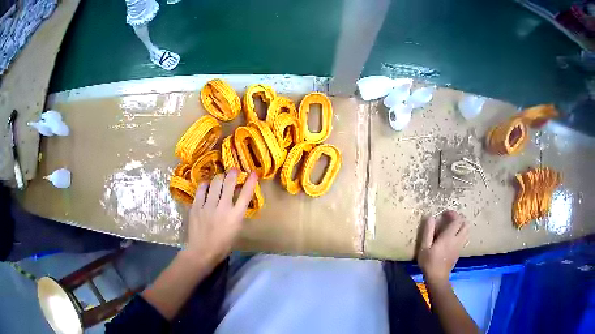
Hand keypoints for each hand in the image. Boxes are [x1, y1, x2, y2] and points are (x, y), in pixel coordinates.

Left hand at [184, 169, 257, 266]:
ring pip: (215, 183)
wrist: (202, 251)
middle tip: (234, 170)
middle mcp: (223, 207)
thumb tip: (237, 201)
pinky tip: (207, 185)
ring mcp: (208, 205)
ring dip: (219, 178)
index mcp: (235, 216)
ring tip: (220, 177)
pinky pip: (201, 190)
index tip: (253, 173)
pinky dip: (205, 185)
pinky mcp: (196, 206)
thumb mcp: (236, 230)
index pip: (246, 195)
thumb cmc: (222, 245)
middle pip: (229, 184)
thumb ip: (237, 214)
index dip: (250, 182)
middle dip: (233, 173)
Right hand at [416, 210, 468, 283]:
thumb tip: (430, 217)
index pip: (457, 220)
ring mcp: (460, 246)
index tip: (445, 213)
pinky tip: (452, 237)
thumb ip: (428, 231)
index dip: (452, 214)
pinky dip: (461, 233)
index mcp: (449, 237)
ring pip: (467, 231)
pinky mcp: (459, 251)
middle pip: (465, 224)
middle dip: (459, 218)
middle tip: (450, 219)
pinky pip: (464, 237)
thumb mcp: (424, 247)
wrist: (437, 277)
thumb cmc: (429, 262)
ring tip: (452, 227)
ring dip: (461, 225)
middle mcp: (457, 239)